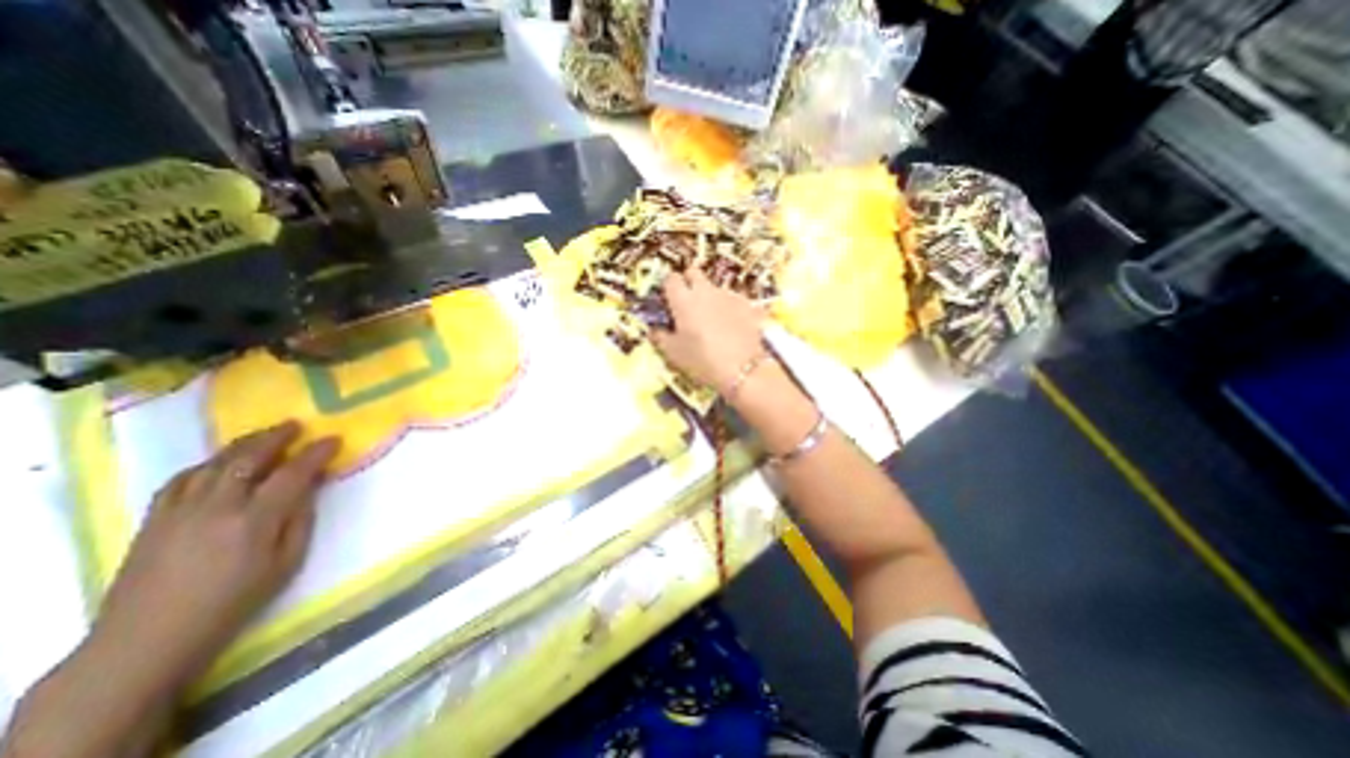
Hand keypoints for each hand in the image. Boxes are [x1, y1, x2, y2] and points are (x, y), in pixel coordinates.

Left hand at [87, 422, 336, 696]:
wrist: (148, 639)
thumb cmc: (234, 601)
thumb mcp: (286, 562)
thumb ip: (301, 519)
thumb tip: (310, 486)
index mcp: (254, 520)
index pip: (292, 473)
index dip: (316, 453)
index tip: (334, 440)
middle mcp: (216, 508)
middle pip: (247, 459)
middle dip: (275, 438)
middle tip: (296, 425)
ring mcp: (179, 512)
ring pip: (213, 464)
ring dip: (242, 445)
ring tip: (263, 436)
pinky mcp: (154, 520)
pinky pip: (181, 479)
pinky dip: (206, 464)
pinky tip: (219, 463)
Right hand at [649, 269, 762, 393]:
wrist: (742, 370)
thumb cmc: (702, 361)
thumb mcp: (674, 354)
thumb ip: (660, 337)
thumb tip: (654, 329)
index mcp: (683, 300)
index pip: (671, 279)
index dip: (669, 288)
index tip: (669, 301)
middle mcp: (705, 291)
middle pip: (694, 272)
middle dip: (689, 282)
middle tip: (688, 304)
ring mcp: (728, 295)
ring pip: (714, 287)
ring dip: (710, 297)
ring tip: (713, 320)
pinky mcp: (747, 304)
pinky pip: (733, 299)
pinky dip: (729, 308)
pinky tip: (732, 326)